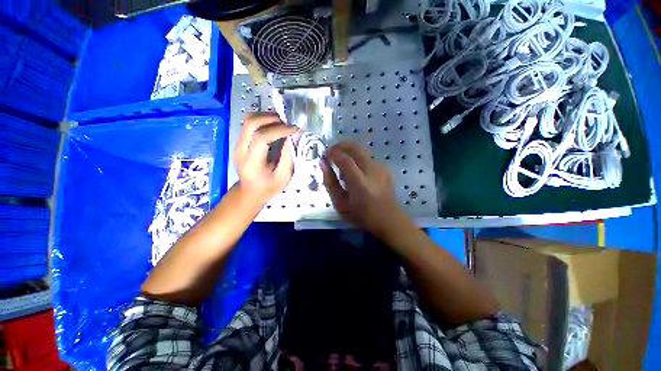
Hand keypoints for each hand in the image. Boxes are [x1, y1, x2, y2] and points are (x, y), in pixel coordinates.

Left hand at [234, 113, 298, 203]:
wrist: (250, 192)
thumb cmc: (268, 187)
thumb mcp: (283, 176)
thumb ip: (288, 157)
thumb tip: (292, 137)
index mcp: (252, 162)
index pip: (261, 138)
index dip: (279, 130)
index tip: (294, 130)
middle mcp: (241, 150)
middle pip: (250, 123)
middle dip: (271, 118)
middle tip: (287, 123)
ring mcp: (238, 145)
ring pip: (249, 121)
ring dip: (266, 117)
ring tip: (282, 124)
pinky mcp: (240, 142)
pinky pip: (250, 125)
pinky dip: (264, 122)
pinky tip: (274, 128)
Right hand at [321, 142, 408, 236]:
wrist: (388, 219)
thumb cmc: (361, 215)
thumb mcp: (340, 203)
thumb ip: (330, 182)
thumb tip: (323, 164)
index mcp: (360, 183)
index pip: (345, 159)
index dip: (333, 153)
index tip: (325, 154)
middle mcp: (372, 171)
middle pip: (356, 147)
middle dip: (341, 145)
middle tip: (331, 151)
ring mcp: (381, 168)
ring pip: (362, 150)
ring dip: (349, 150)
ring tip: (341, 160)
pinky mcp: (385, 168)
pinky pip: (368, 157)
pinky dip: (358, 157)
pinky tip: (355, 169)